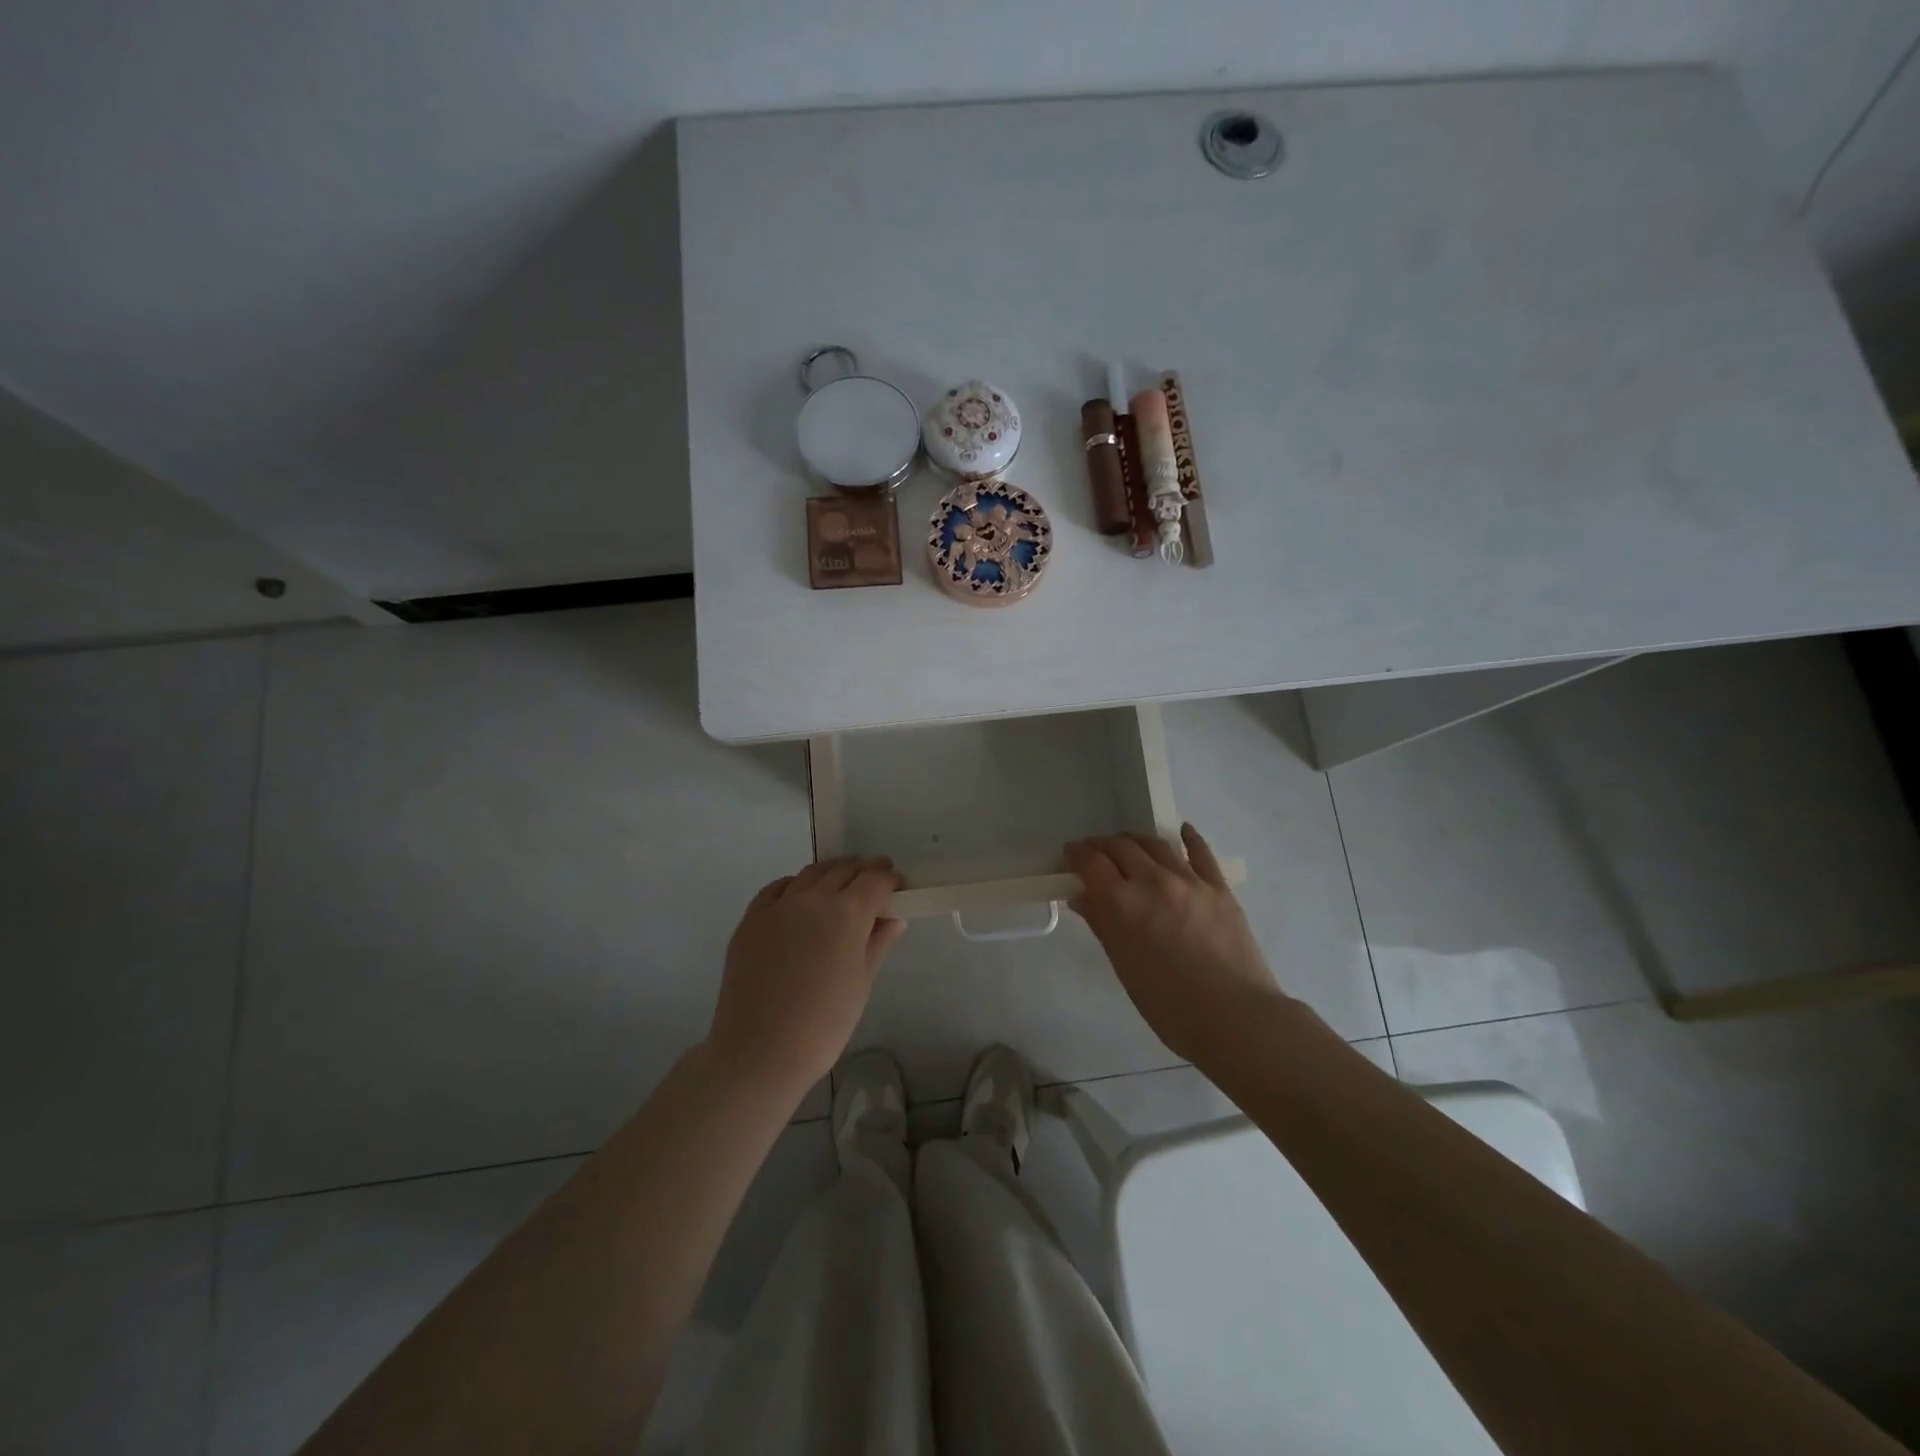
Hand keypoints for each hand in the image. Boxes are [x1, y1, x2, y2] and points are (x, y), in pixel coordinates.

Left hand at [707, 856, 904, 1098]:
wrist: (760, 1051)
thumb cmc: (823, 1024)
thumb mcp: (861, 983)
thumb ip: (877, 943)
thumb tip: (894, 919)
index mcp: (847, 913)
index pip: (875, 880)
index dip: (890, 879)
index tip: (898, 886)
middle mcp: (813, 898)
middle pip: (844, 870)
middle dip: (864, 870)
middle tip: (875, 878)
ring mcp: (778, 905)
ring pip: (811, 873)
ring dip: (832, 872)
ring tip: (841, 883)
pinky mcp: (751, 919)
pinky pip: (778, 888)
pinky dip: (796, 885)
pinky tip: (800, 897)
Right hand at [1065, 824, 1285, 1064]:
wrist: (1234, 1017)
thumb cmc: (1169, 1005)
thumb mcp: (1124, 967)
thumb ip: (1102, 925)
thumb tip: (1082, 897)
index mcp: (1123, 903)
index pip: (1092, 863)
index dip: (1077, 853)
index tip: (1070, 853)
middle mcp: (1153, 881)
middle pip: (1121, 847)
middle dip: (1103, 845)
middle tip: (1094, 851)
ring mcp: (1189, 880)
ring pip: (1156, 844)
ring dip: (1135, 840)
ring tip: (1128, 844)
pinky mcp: (1219, 888)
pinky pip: (1201, 852)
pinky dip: (1189, 838)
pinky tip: (1183, 831)